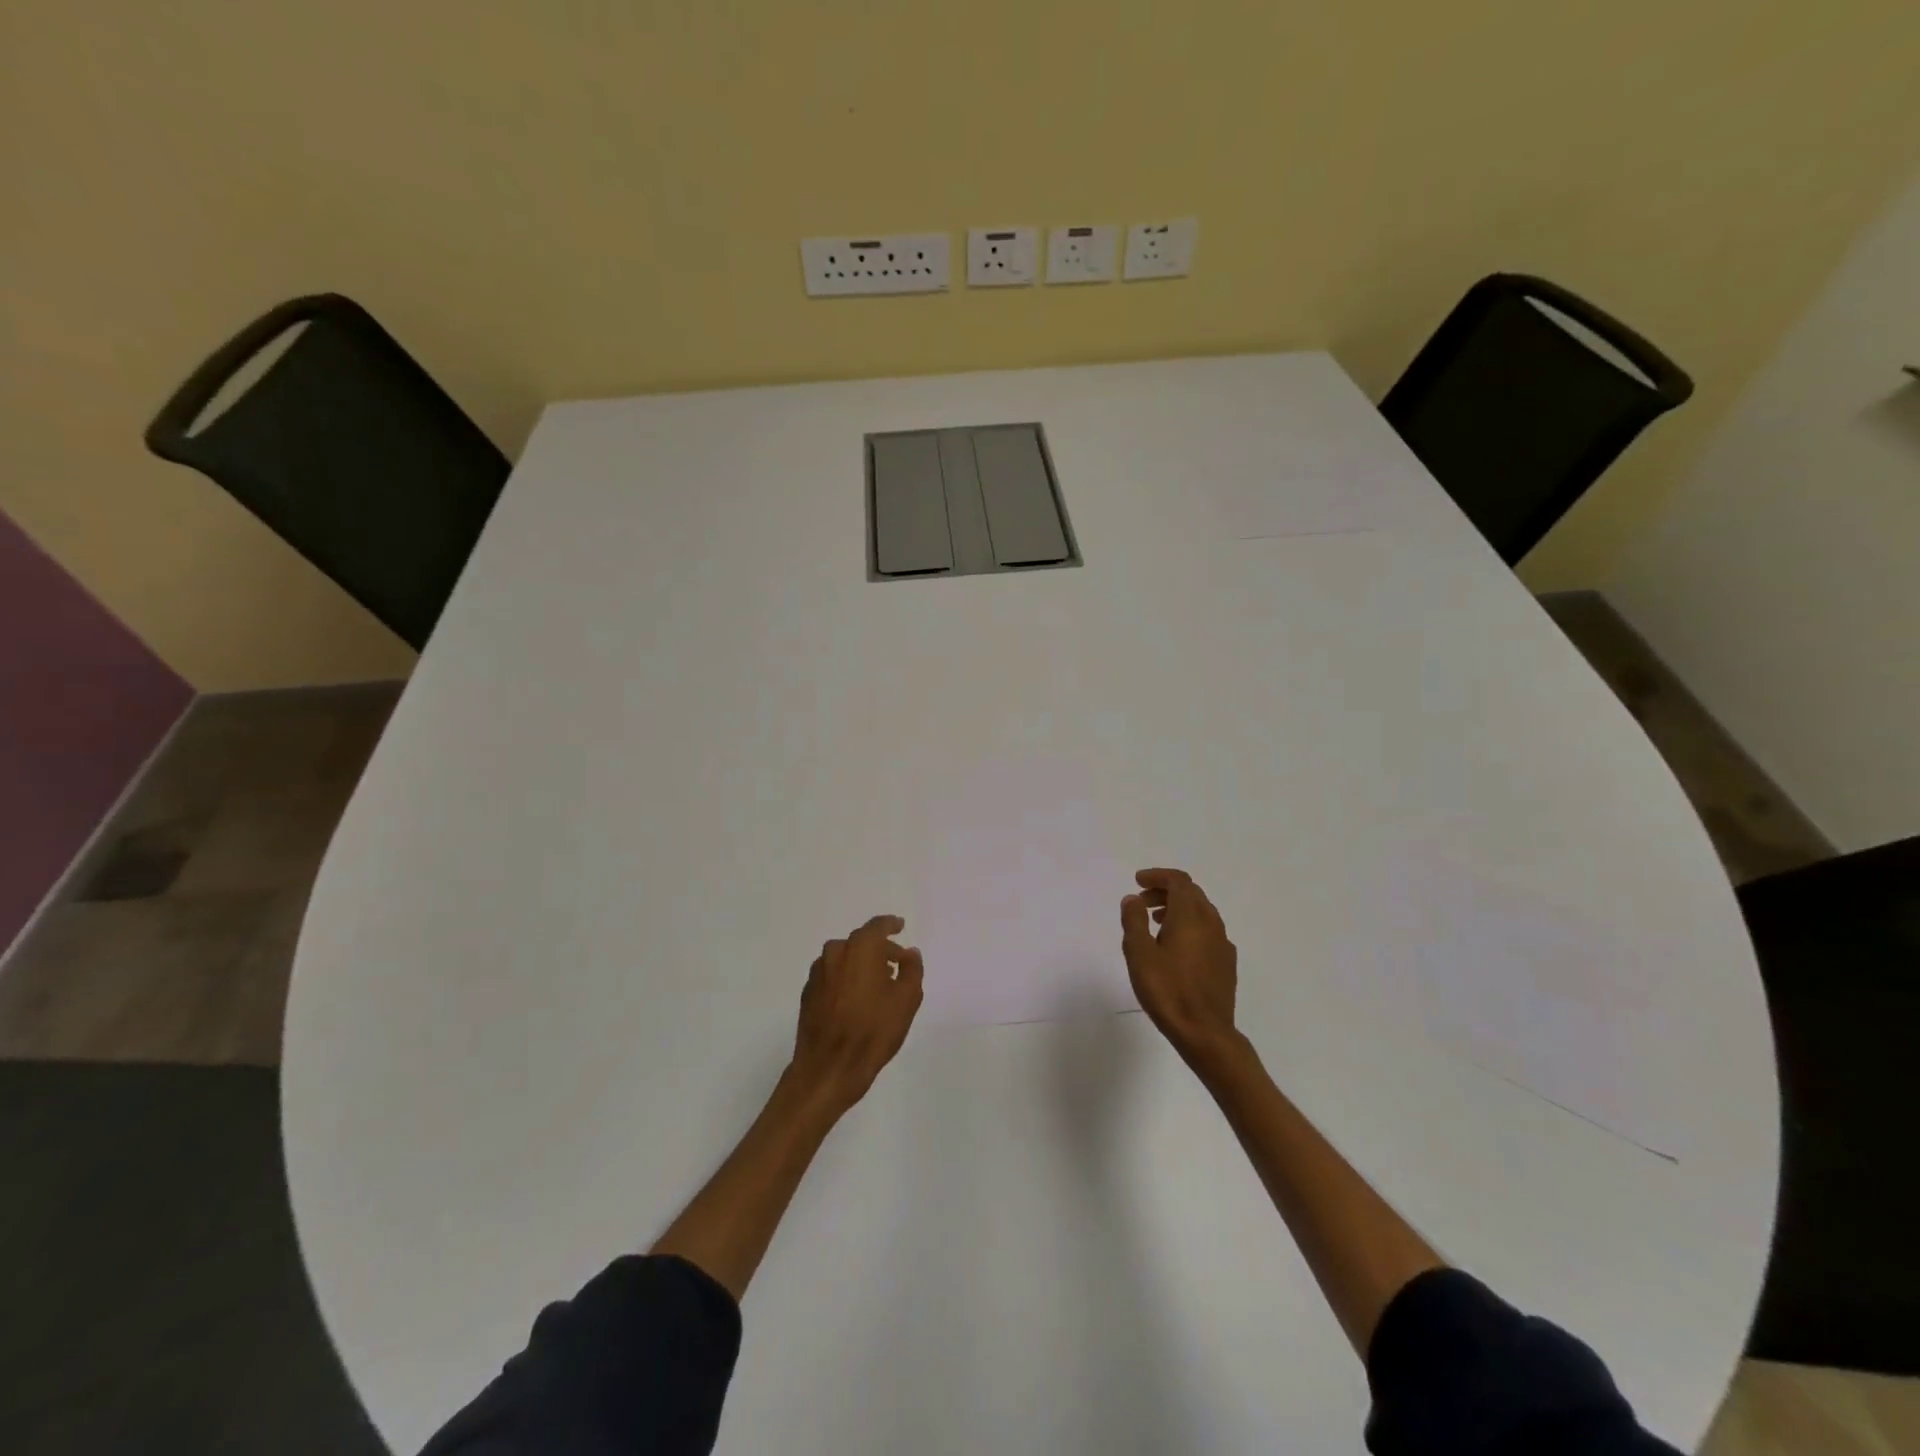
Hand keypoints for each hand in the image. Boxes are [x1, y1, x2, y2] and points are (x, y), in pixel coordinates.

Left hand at [790, 914, 924, 1111]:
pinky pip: (832, 976)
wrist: (829, 1068)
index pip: (877, 926)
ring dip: (861, 965)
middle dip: (880, 950)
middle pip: (861, 942)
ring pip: (844, 959)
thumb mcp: (907, 1000)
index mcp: (860, 948)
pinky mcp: (808, 993)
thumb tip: (910, 953)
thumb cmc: (873, 1030)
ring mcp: (818, 973)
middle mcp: (835, 953)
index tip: (900, 926)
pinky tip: (856, 1000)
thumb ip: (912, 969)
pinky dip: (845, 979)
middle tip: (896, 965)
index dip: (891, 924)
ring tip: (877, 985)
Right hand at [1121, 868, 1239, 1067]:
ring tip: (1154, 924)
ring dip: (1177, 909)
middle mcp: (1211, 924)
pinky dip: (1189, 926)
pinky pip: (1207, 931)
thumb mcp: (1139, 954)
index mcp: (1190, 916)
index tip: (1137, 881)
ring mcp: (1222, 944)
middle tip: (1141, 902)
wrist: (1205, 1033)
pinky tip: (1175, 948)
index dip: (1158, 876)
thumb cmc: (1168, 990)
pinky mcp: (1226, 963)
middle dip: (1165, 891)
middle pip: (1191, 893)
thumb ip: (1134, 921)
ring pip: (1201, 912)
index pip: (1178, 881)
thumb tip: (1133, 898)